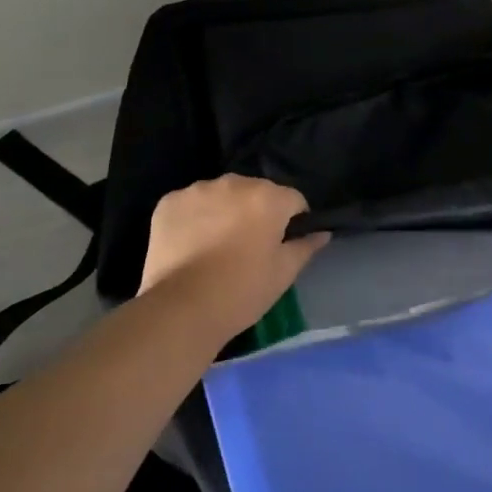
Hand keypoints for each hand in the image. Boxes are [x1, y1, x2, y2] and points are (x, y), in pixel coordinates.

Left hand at [138, 176, 328, 337]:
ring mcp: (197, 190)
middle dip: (258, 211)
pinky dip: (196, 217)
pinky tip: (192, 244)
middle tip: (251, 246)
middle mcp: (234, 183)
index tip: (285, 243)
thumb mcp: (284, 272)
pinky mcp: (168, 202)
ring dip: (226, 210)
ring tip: (218, 244)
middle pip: (256, 192)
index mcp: (268, 197)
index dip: (294, 220)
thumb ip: (305, 246)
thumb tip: (322, 233)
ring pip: (222, 195)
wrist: (182, 308)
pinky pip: (191, 203)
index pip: (293, 199)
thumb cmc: (243, 291)